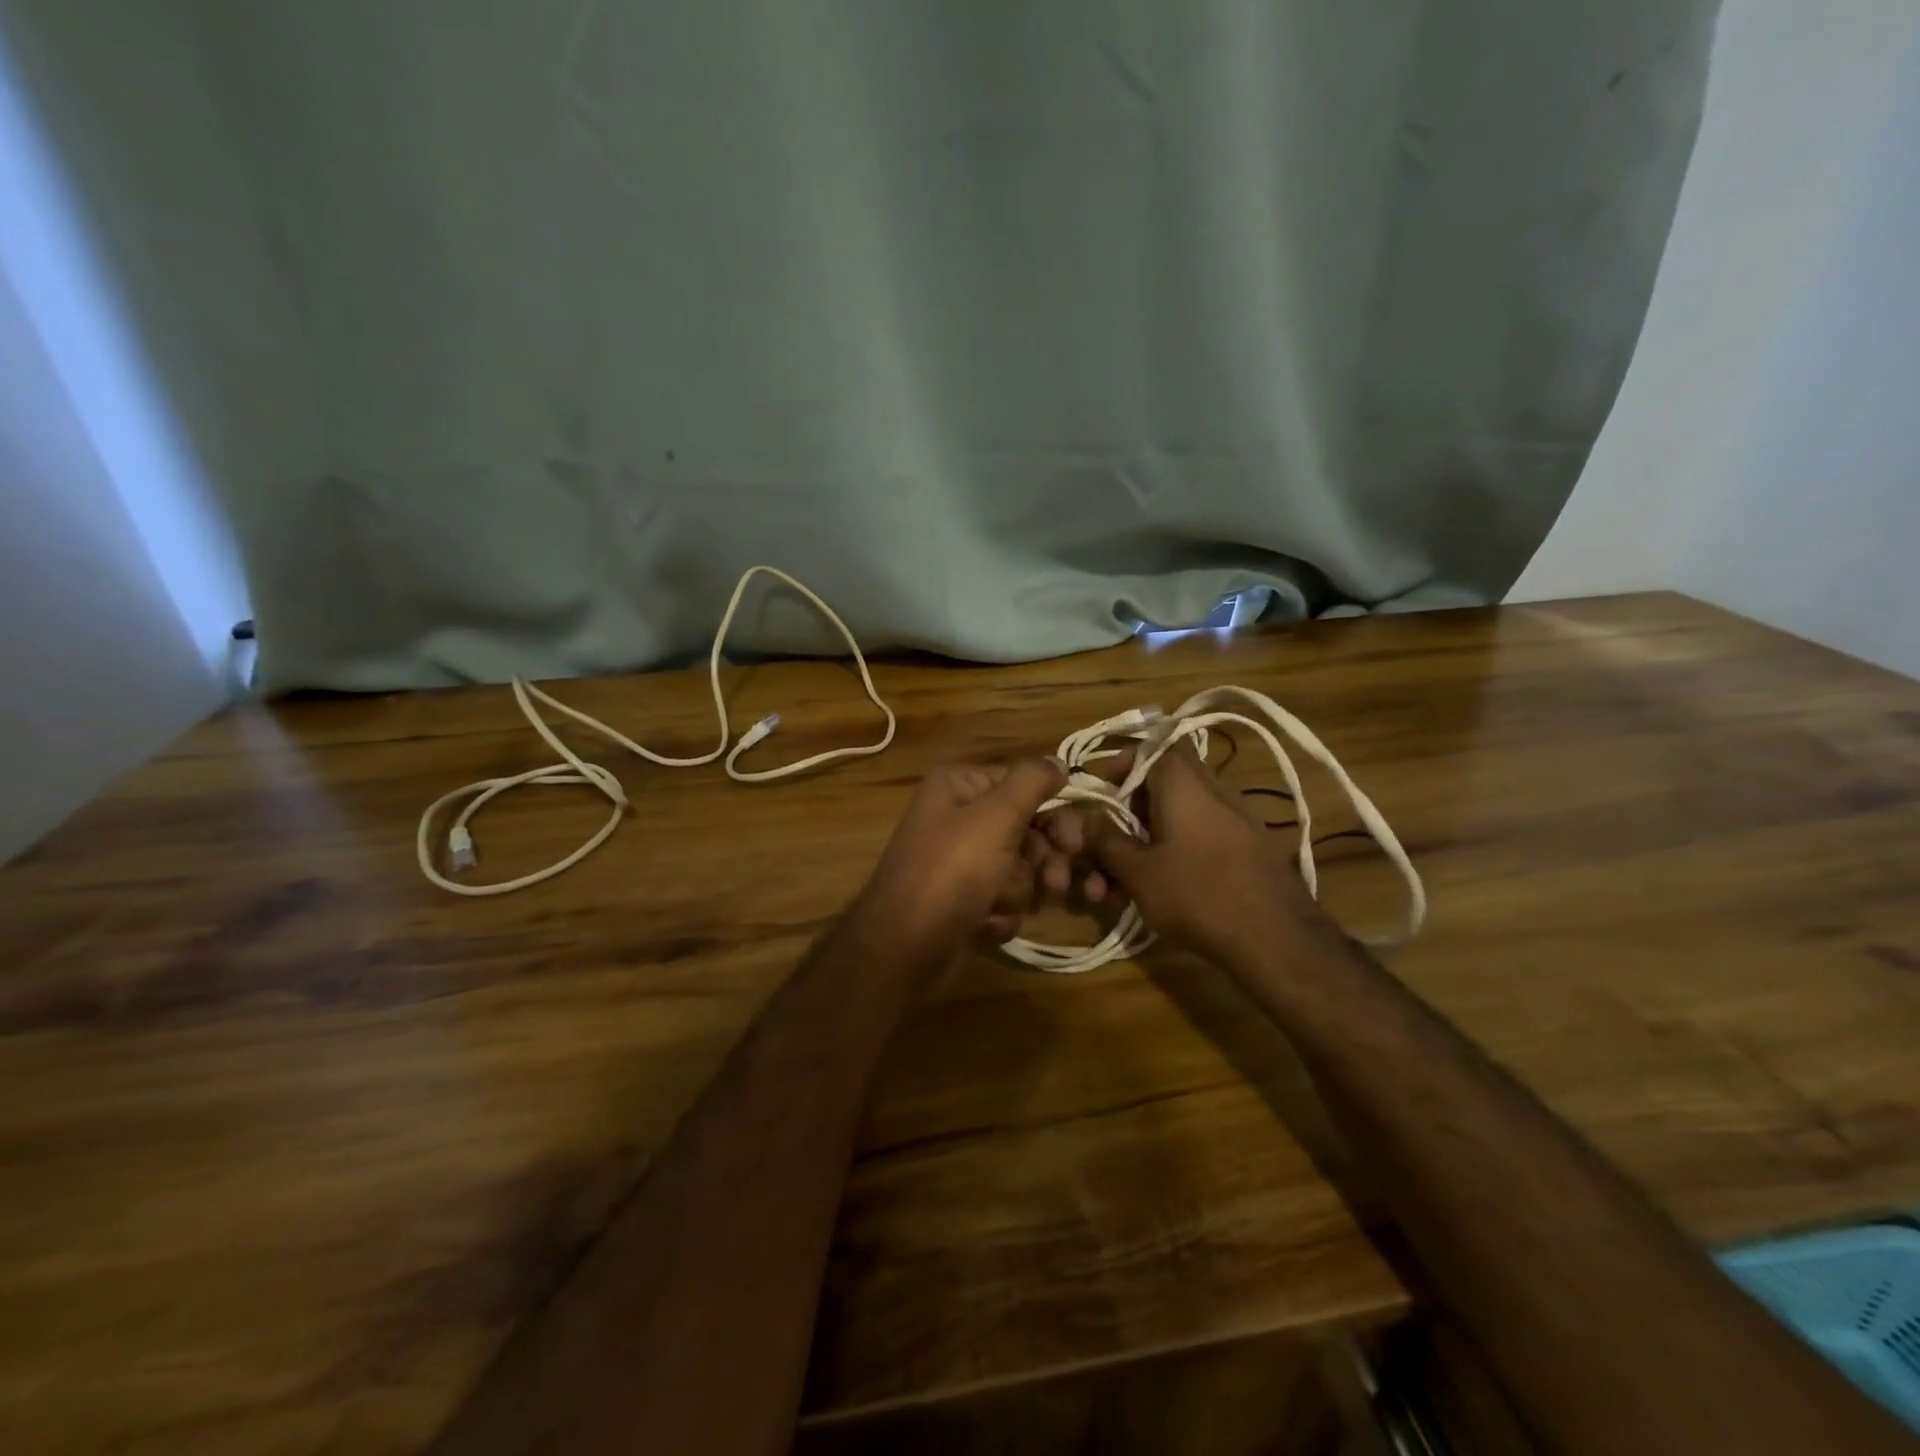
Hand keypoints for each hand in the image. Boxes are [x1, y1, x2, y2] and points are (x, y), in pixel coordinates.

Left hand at [859, 758, 1068, 951]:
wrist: (905, 949)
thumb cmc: (951, 873)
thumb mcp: (996, 817)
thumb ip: (1032, 781)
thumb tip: (1058, 761)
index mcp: (960, 786)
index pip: (1025, 784)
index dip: (1055, 813)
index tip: (1074, 843)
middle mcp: (958, 817)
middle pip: (1026, 829)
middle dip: (1040, 860)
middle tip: (1055, 883)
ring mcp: (960, 861)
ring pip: (1019, 869)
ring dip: (1016, 891)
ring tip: (996, 904)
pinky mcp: (963, 899)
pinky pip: (1002, 899)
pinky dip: (998, 914)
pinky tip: (982, 923)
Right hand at [1072, 741, 1324, 966]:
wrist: (1277, 938)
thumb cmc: (1197, 893)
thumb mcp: (1137, 870)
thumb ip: (1106, 840)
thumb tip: (1084, 818)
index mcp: (1183, 782)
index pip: (1152, 747)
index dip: (1123, 763)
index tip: (1103, 793)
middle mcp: (1213, 790)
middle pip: (1162, 786)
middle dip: (1129, 814)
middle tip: (1107, 845)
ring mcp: (1236, 820)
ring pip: (1179, 819)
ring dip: (1147, 844)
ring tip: (1119, 889)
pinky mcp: (1249, 849)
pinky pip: (1201, 838)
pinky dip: (1175, 856)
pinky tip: (1158, 894)